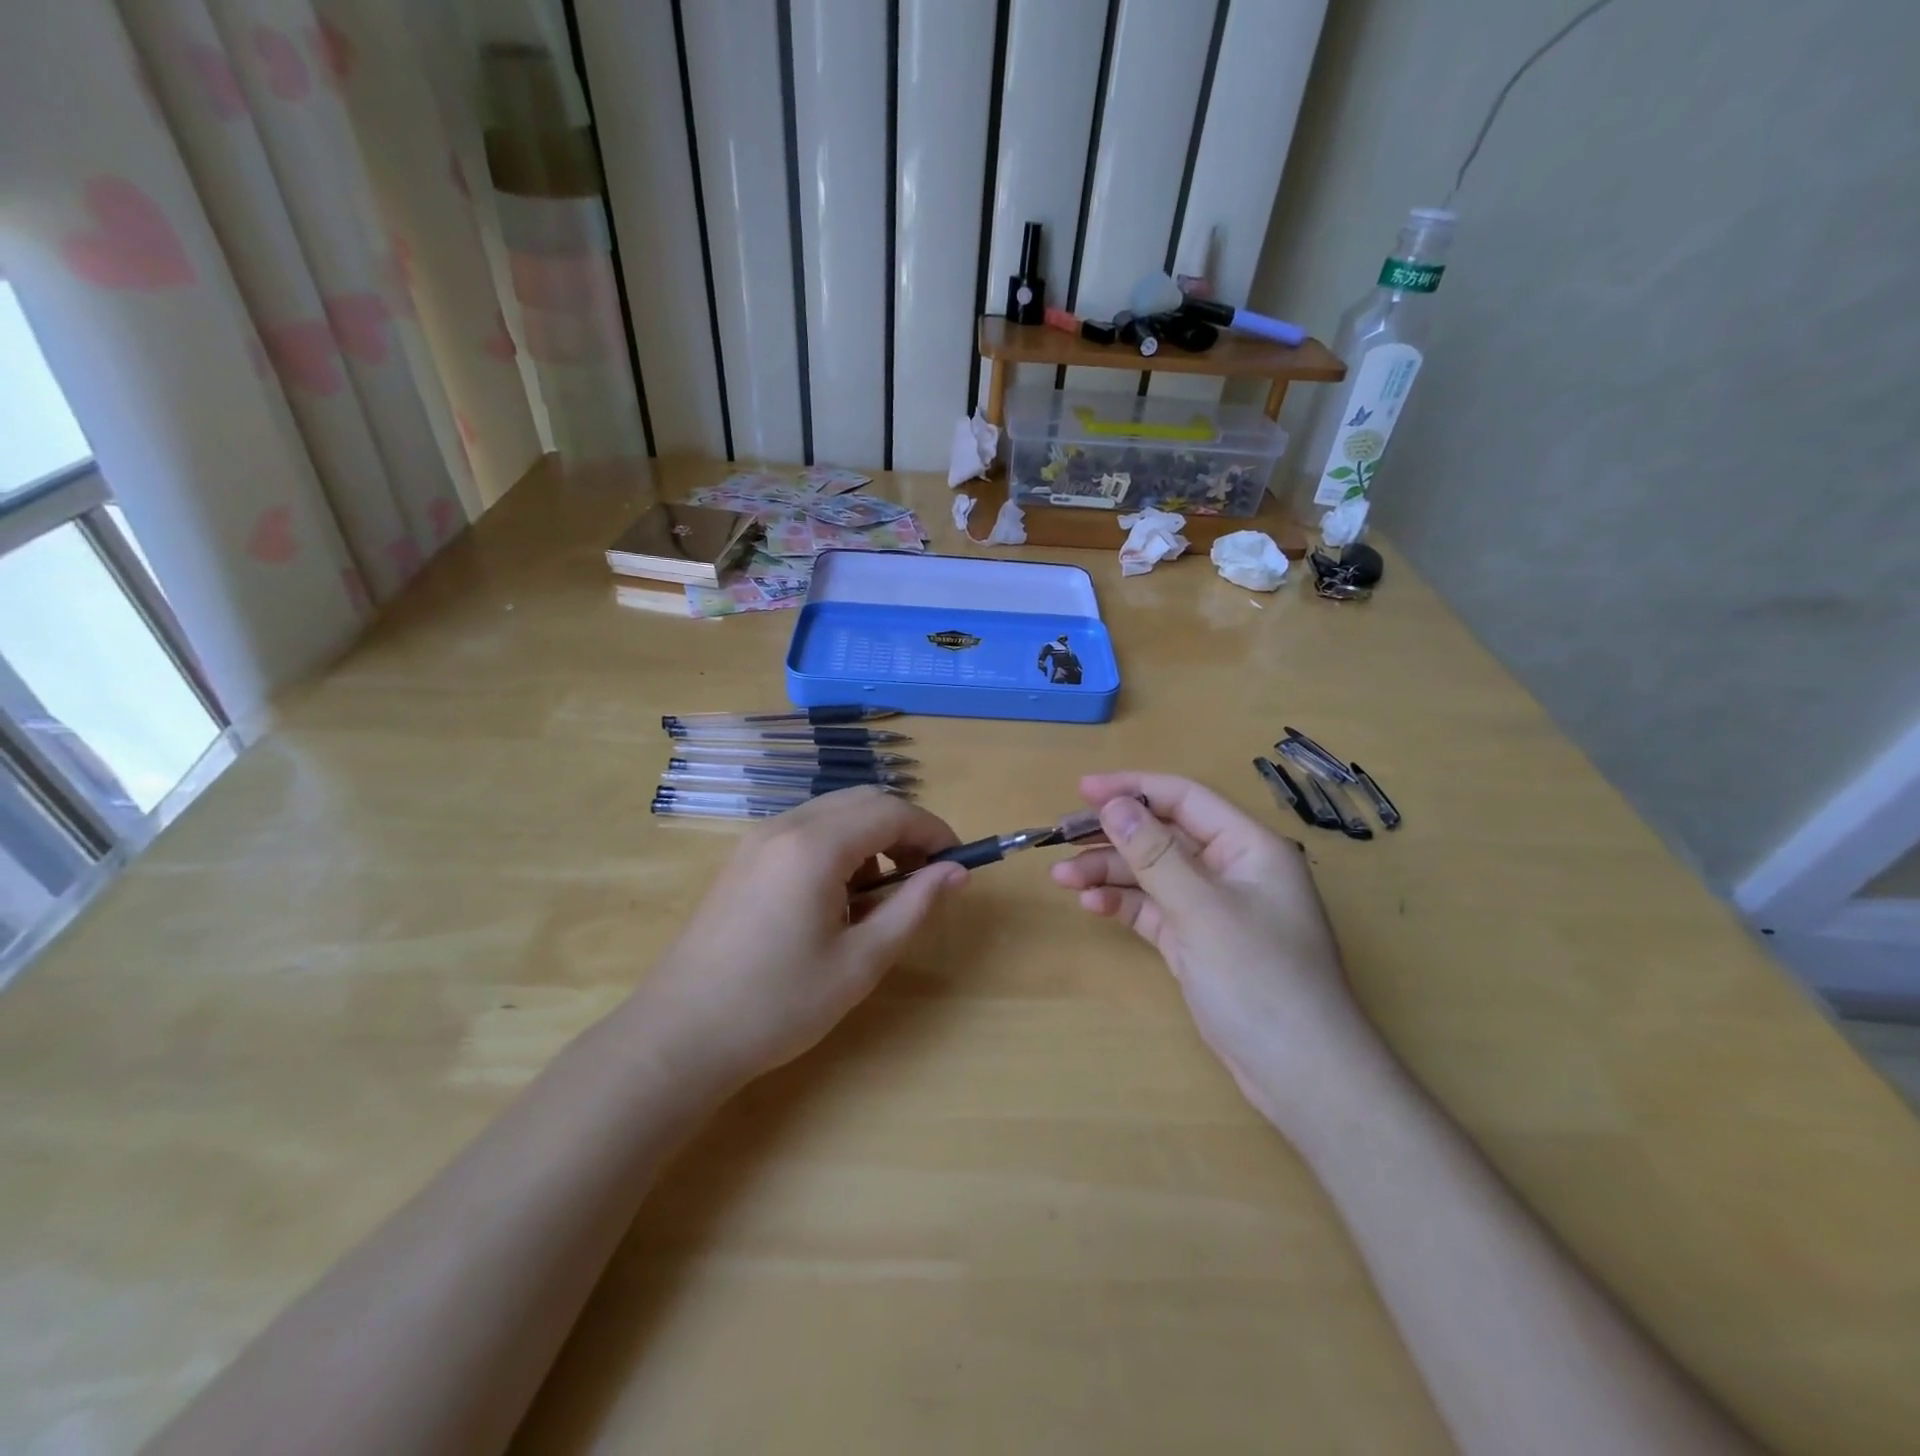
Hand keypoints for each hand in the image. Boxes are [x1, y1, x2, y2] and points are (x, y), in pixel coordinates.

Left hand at [639, 787, 965, 1086]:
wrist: (679, 1035)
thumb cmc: (778, 1005)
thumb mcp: (860, 962)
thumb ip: (914, 907)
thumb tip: (957, 872)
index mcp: (815, 846)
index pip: (892, 811)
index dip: (933, 831)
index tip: (957, 863)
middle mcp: (785, 826)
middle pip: (864, 800)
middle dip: (904, 829)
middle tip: (925, 877)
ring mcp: (758, 839)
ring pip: (834, 812)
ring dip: (871, 837)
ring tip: (881, 894)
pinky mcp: (743, 857)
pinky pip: (806, 830)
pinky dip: (838, 846)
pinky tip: (837, 897)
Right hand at [1051, 772, 1377, 1128]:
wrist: (1301, 1076)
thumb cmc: (1260, 980)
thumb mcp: (1202, 910)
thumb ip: (1154, 854)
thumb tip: (1113, 805)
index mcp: (1248, 848)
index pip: (1184, 799)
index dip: (1133, 788)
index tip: (1082, 789)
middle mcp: (1231, 870)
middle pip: (1162, 836)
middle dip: (1112, 836)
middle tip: (1061, 838)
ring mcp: (1213, 909)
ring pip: (1153, 874)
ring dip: (1109, 872)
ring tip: (1063, 879)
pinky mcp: (1197, 943)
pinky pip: (1154, 909)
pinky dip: (1124, 904)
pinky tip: (1091, 905)